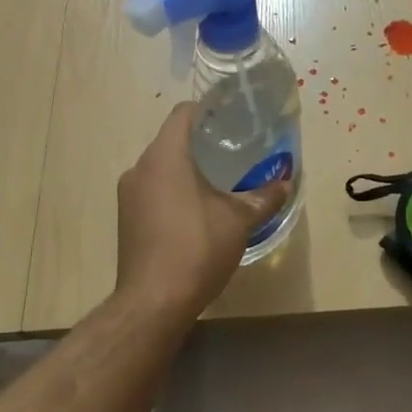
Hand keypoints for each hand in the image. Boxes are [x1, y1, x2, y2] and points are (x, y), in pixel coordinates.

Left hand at [116, 104, 288, 317]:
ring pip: (161, 168)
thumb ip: (263, 197)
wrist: (154, 301)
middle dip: (201, 143)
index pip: (183, 114)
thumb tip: (285, 184)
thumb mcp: (239, 221)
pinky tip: (196, 211)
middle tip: (233, 151)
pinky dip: (173, 191)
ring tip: (219, 181)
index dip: (208, 110)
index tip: (231, 117)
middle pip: (171, 141)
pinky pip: (153, 192)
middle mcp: (140, 168)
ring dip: (187, 170)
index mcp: (165, 156)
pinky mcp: (126, 219)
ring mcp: (128, 195)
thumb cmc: (197, 248)